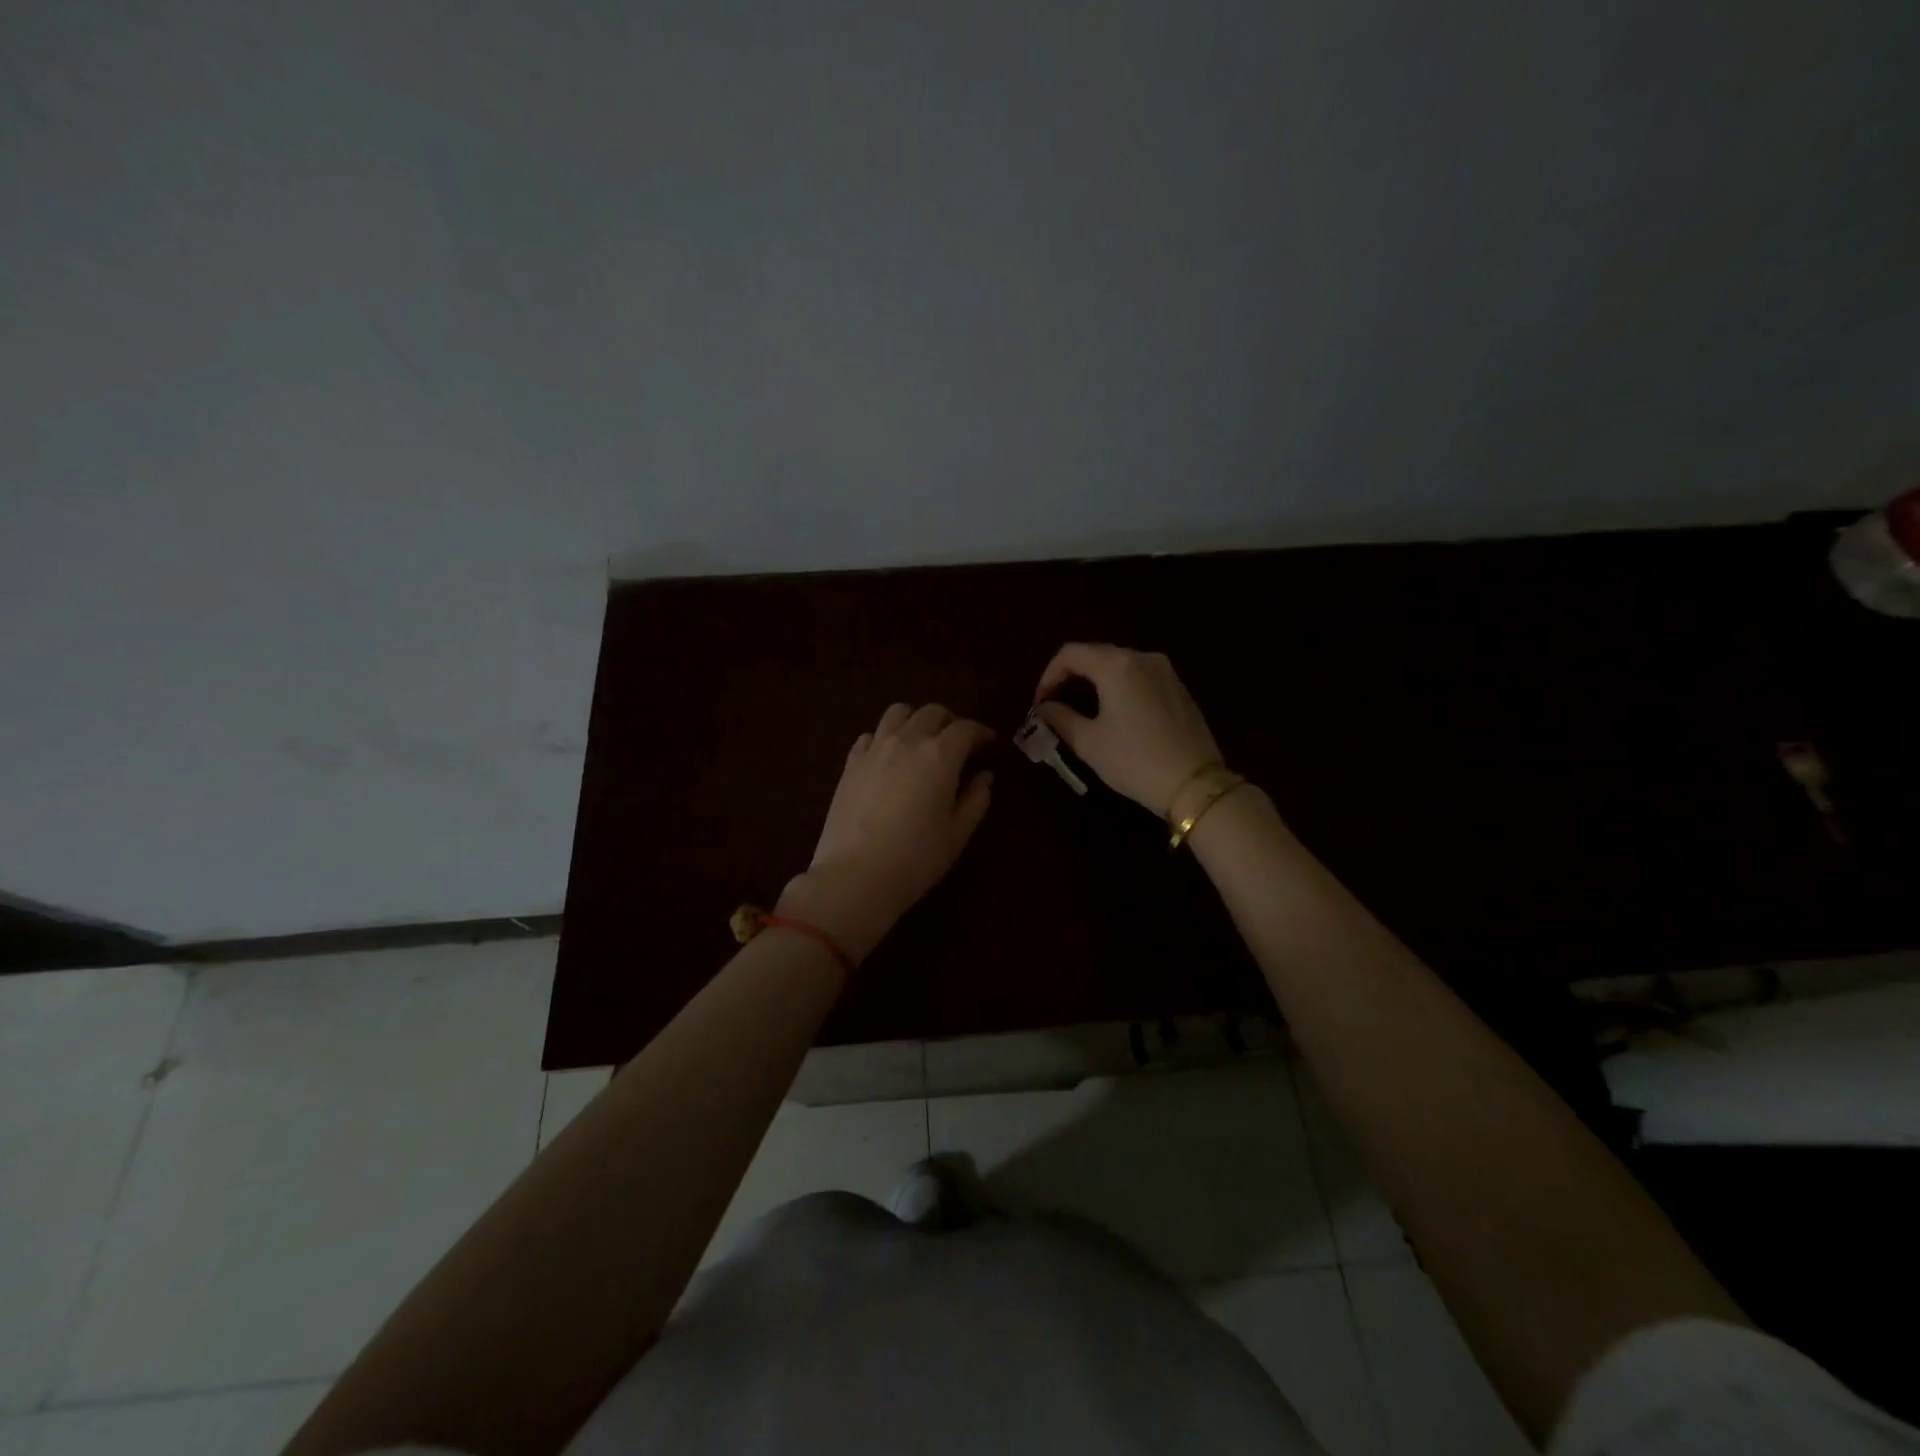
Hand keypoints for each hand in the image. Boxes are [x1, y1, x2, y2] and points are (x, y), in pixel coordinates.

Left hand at [777, 703, 994, 962]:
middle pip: (932, 712)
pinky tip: (888, 757)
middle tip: (958, 744)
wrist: (856, 875)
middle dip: (950, 722)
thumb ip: (975, 800)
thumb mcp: (957, 834)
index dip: (981, 733)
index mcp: (940, 755)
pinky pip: (870, 735)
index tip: (989, 744)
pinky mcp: (850, 763)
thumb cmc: (916, 858)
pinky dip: (885, 737)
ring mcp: (874, 748)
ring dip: (916, 720)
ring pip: (898, 713)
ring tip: (921, 741)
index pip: (966, 729)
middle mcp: (907, 740)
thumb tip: (984, 777)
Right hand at [1033, 644, 1221, 817]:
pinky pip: (1140, 676)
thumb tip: (1045, 708)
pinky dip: (1120, 686)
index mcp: (1116, 665)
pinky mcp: (1179, 687)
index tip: (1040, 703)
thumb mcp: (1089, 742)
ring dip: (1096, 680)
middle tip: (1056, 704)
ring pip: (1119, 664)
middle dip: (1071, 675)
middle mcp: (1142, 657)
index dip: (1048, 675)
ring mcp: (1166, 671)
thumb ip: (1061, 718)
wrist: (1194, 783)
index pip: (1070, 653)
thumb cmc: (1134, 760)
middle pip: (1096, 654)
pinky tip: (1115, 712)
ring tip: (1082, 708)